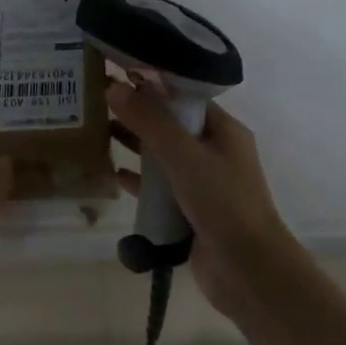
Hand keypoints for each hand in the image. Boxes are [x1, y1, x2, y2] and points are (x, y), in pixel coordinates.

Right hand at [107, 79, 299, 318]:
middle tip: (97, 100)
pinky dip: (139, 180)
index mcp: (223, 130)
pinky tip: (114, 175)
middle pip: (170, 123)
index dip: (152, 82)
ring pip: (162, 155)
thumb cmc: (223, 203)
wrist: (248, 272)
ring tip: (98, 130)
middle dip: (137, 112)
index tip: (116, 71)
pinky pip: (159, 188)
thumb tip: (114, 87)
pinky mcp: (189, 210)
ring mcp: (203, 183)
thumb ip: (149, 121)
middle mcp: (214, 152)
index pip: (184, 95)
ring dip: (135, 144)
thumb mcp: (184, 156)